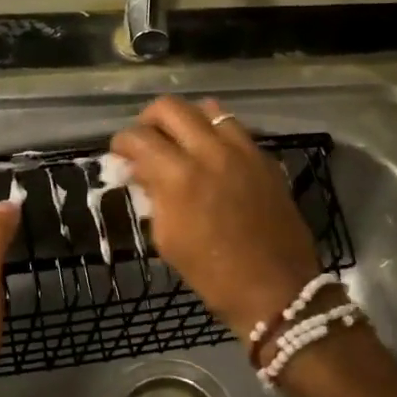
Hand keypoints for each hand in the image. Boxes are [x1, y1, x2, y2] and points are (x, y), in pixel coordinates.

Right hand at [109, 96, 319, 338]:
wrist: (276, 290)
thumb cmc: (212, 273)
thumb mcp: (167, 238)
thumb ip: (152, 195)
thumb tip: (141, 170)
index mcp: (180, 176)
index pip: (139, 137)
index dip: (122, 142)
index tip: (120, 153)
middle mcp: (211, 152)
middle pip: (170, 107)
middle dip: (149, 119)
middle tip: (146, 140)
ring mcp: (243, 150)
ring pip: (208, 108)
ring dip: (187, 120)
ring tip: (181, 141)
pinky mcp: (265, 158)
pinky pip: (236, 128)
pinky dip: (216, 133)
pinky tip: (212, 156)